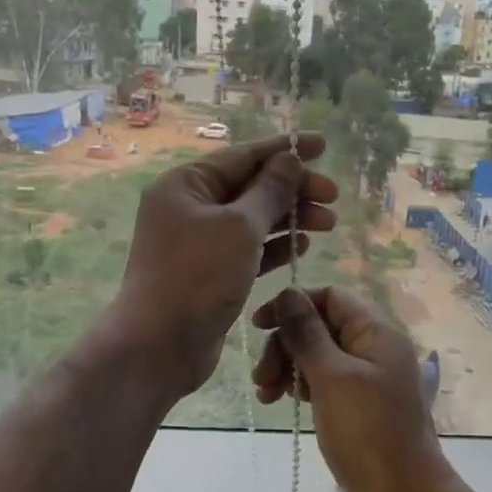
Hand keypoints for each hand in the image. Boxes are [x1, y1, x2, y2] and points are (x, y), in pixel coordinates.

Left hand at [105, 133, 338, 401]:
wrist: (160, 345)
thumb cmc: (197, 277)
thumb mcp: (239, 227)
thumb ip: (269, 191)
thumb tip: (288, 159)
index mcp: (186, 185)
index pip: (242, 156)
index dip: (284, 150)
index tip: (322, 145)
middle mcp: (189, 208)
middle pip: (250, 187)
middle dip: (292, 189)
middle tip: (332, 196)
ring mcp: (198, 243)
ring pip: (252, 220)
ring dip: (289, 218)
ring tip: (328, 222)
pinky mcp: (210, 273)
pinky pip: (248, 250)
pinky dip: (274, 246)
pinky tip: (302, 245)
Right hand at [251, 286, 453, 491]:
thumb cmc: (367, 432)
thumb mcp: (331, 377)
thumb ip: (306, 333)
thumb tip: (287, 293)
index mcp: (376, 333)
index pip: (329, 297)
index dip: (293, 304)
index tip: (258, 326)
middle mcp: (374, 350)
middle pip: (320, 326)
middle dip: (286, 344)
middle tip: (261, 376)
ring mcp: (366, 381)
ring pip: (318, 356)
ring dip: (287, 367)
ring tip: (266, 394)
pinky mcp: (357, 408)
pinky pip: (324, 383)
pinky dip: (301, 387)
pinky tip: (283, 402)